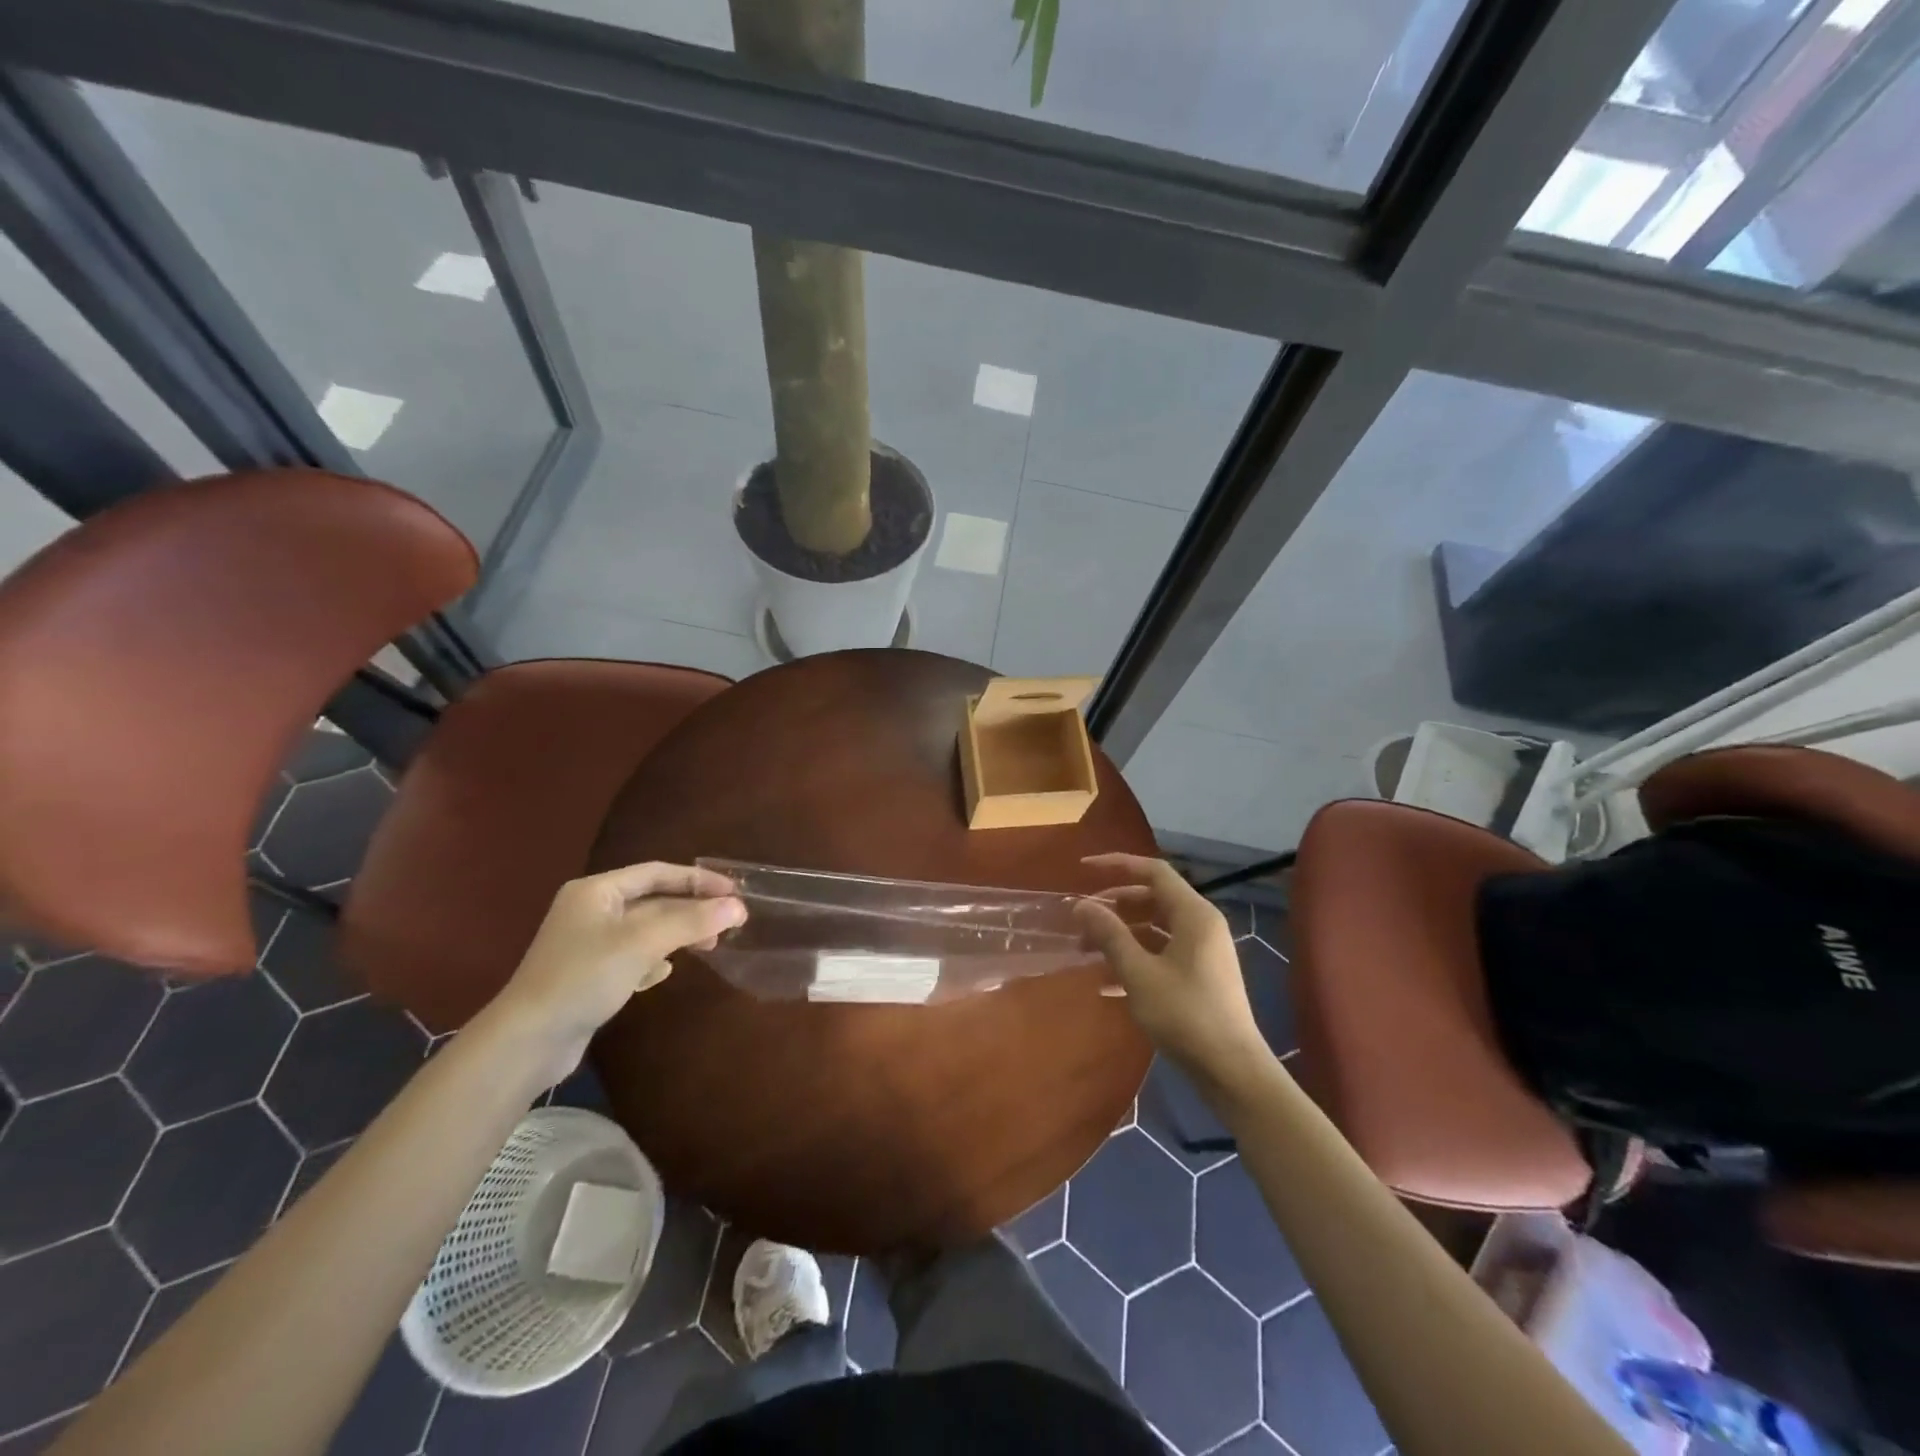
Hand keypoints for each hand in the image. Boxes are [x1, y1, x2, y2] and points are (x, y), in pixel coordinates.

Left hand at [487, 862, 744, 1082]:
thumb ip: (692, 921)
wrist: (527, 1041)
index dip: (697, 879)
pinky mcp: (589, 975)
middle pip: (654, 901)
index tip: (734, 891)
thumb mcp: (643, 943)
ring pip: (646, 930)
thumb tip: (738, 907)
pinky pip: (633, 956)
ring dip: (678, 935)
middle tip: (729, 923)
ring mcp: (588, 944)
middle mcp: (591, 910)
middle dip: (692, 910)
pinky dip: (654, 960)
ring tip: (708, 947)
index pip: (657, 872)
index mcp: (597, 891)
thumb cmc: (584, 977)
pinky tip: (662, 975)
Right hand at [1074, 854, 1269, 1081]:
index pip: (1153, 871)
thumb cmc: (1185, 1015)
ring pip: (1154, 928)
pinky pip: (1162, 953)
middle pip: (1152, 898)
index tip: (1083, 870)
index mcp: (1193, 914)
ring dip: (1121, 935)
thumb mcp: (1139, 973)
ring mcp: (1203, 952)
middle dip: (1114, 906)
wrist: (1232, 1071)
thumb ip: (1109, 935)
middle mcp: (1201, 925)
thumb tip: (1081, 905)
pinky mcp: (1200, 976)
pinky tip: (1107, 984)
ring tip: (1087, 952)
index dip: (1117, 865)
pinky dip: (1135, 959)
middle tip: (1082, 920)